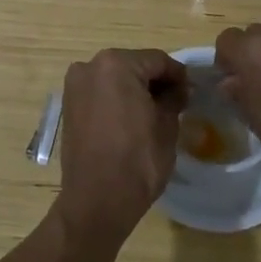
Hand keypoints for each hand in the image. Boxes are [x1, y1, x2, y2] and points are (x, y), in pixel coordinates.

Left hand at [56, 48, 188, 238]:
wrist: (97, 200)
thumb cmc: (137, 160)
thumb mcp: (167, 126)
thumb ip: (173, 98)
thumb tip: (178, 89)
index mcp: (116, 64)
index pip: (157, 60)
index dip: (178, 75)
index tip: (192, 91)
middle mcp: (90, 66)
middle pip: (133, 66)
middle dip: (155, 81)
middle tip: (176, 102)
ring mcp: (74, 86)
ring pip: (115, 79)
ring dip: (134, 90)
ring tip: (155, 112)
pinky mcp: (68, 106)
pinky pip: (99, 94)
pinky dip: (116, 100)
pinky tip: (131, 119)